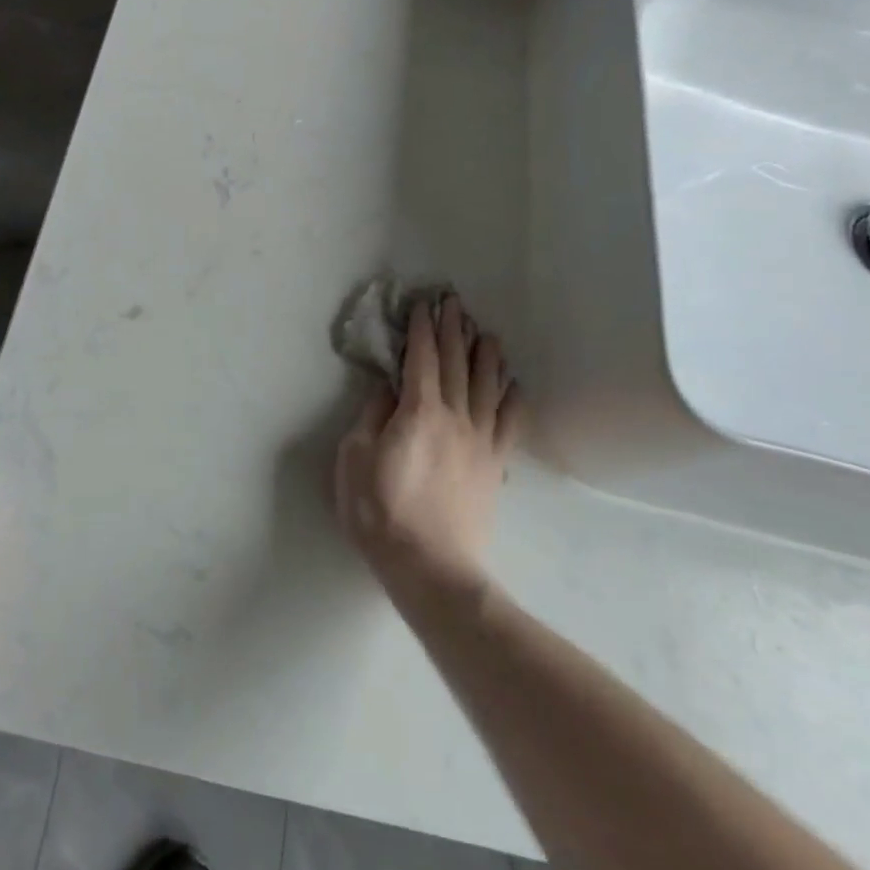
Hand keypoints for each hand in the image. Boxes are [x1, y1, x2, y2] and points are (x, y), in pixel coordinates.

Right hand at [334, 296, 520, 585]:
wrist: (430, 567)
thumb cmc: (380, 511)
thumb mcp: (355, 458)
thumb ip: (372, 416)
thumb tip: (388, 388)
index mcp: (418, 412)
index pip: (421, 359)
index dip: (422, 329)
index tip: (423, 304)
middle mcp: (455, 417)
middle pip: (456, 364)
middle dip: (453, 330)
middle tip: (453, 302)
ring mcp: (480, 441)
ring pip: (486, 386)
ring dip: (485, 355)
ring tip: (485, 332)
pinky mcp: (493, 465)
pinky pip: (508, 423)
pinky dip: (511, 398)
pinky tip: (513, 384)